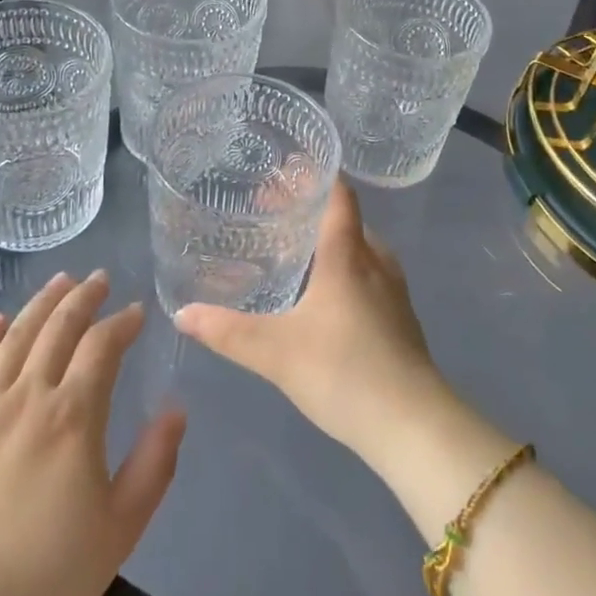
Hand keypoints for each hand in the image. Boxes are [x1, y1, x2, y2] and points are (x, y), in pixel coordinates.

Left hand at [0, 272, 185, 595]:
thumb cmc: (44, 580)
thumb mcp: (119, 530)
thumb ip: (154, 465)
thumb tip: (176, 408)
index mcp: (73, 416)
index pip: (102, 346)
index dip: (122, 322)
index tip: (136, 312)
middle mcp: (26, 396)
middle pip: (58, 328)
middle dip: (83, 298)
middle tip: (98, 278)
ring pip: (14, 337)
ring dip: (40, 303)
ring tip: (59, 281)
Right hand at [174, 181, 445, 463]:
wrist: (413, 426)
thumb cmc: (344, 372)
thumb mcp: (276, 353)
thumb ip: (227, 331)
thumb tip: (182, 312)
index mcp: (348, 254)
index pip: (338, 194)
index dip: (314, 176)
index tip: (283, 169)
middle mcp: (375, 261)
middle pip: (345, 218)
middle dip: (310, 210)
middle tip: (272, 213)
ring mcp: (393, 290)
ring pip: (359, 248)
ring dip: (328, 242)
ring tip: (294, 251)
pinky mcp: (400, 317)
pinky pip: (369, 274)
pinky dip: (343, 269)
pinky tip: (323, 296)